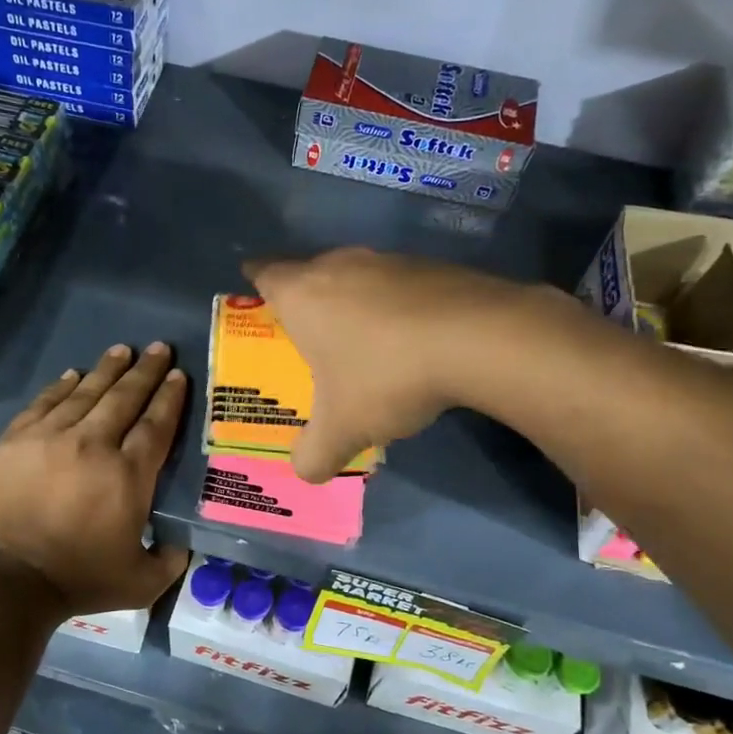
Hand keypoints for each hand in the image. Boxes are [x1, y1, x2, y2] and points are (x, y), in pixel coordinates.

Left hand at [0, 342, 191, 618]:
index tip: (177, 374)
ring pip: (85, 393)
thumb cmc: (81, 579)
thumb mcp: (142, 581)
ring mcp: (50, 438)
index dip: (169, 397)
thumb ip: (171, 559)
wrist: (11, 581)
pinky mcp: (16, 441)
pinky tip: (73, 374)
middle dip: (144, 370)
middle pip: (124, 398)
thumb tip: (183, 543)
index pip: (155, 424)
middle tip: (157, 347)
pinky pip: (44, 403)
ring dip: (107, 369)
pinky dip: (61, 386)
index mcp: (128, 475)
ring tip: (121, 350)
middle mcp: (93, 445)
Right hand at [245, 248, 531, 482]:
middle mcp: (340, 265)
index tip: (255, 291)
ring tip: (362, 339)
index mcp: (303, 293)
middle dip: (305, 297)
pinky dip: (395, 305)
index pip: (265, 273)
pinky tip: (411, 338)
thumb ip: (314, 455)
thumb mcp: (342, 430)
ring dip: (353, 300)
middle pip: (310, 271)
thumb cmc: (385, 376)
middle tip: (307, 332)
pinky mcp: (432, 265)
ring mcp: (389, 260)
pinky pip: (399, 284)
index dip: (255, 280)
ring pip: (356, 275)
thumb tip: (305, 472)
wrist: (477, 338)